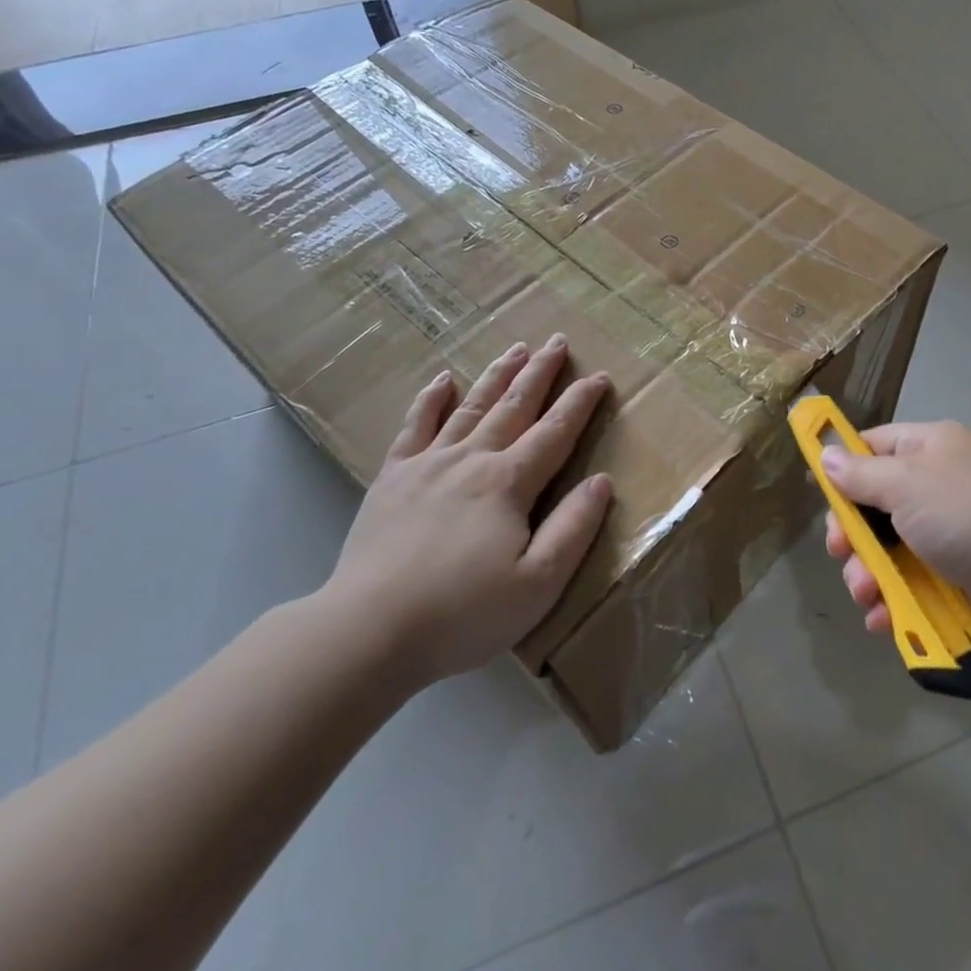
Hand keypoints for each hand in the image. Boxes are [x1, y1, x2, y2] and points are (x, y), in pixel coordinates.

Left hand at [322, 334, 612, 690]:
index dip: (579, 403)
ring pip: (470, 406)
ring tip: (515, 348)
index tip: (599, 376)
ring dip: (496, 375)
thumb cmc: (463, 613)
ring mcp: (427, 464)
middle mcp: (471, 460)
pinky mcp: (392, 478)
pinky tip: (442, 380)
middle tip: (557, 341)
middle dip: (539, 372)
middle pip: (514, 406)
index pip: (555, 432)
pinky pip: (415, 426)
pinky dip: (431, 399)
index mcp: (509, 484)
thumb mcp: (538, 584)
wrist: (368, 630)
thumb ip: (574, 529)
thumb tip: (601, 481)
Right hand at [821, 421, 970, 654]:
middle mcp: (936, 489)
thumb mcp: (907, 484)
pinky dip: (893, 603)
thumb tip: (827, 457)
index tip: (820, 495)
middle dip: (851, 534)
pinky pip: (910, 587)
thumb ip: (861, 474)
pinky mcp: (956, 582)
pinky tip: (883, 619)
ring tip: (866, 595)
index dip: (842, 468)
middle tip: (841, 553)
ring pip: (887, 553)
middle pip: (873, 506)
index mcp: (929, 451)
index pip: (872, 447)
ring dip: (867, 575)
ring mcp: (947, 538)